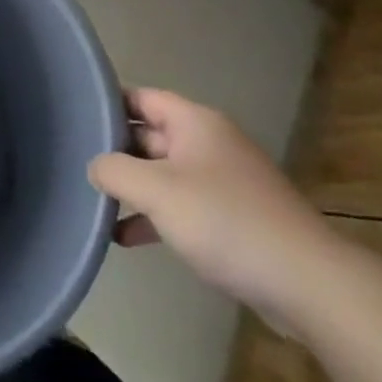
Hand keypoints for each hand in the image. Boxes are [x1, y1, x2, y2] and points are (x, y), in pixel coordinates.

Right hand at [87, 89, 339, 326]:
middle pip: (150, 135)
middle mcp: (209, 144)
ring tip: (94, 203)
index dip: (107, 103)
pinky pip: (182, 206)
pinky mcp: (232, 219)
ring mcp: (223, 182)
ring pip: (163, 174)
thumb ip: (115, 170)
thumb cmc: (225, 221)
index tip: (74, 117)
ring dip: (133, 188)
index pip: (142, 97)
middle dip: (115, 150)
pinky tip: (126, 237)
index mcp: (195, 123)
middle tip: (75, 164)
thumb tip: (95, 166)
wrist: (307, 283)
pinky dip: (154, 217)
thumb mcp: (157, 190)